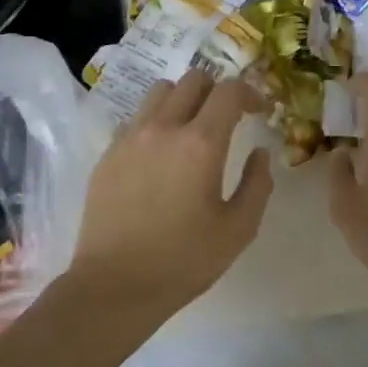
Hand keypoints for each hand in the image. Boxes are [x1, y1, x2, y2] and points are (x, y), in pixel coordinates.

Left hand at [69, 71, 272, 315]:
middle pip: (193, 80)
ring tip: (192, 128)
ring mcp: (129, 138)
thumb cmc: (184, 261)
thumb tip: (260, 153)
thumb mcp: (239, 229)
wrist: (115, 286)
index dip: (250, 93)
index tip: (259, 111)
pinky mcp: (108, 154)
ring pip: (160, 92)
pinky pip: (136, 119)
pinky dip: (156, 122)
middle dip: (217, 91)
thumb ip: (258, 183)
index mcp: (200, 143)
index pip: (229, 91)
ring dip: (183, 99)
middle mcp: (163, 128)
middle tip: (228, 118)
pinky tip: (161, 155)